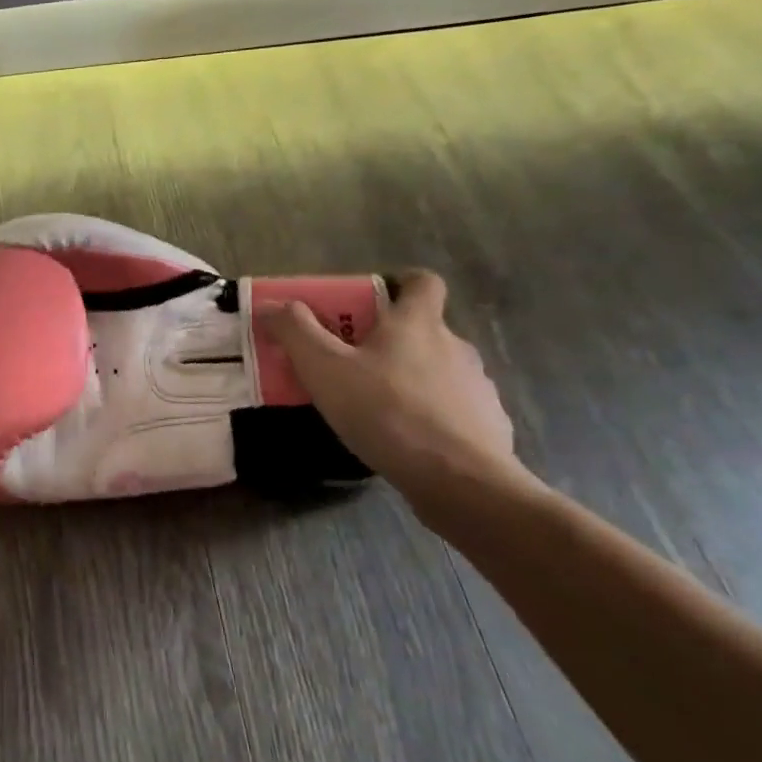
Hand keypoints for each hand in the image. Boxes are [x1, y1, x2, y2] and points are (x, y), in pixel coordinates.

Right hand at [266, 270, 529, 504]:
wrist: (460, 480)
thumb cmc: (386, 412)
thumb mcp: (324, 369)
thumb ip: (295, 332)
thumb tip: (272, 304)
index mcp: (417, 323)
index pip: (421, 281)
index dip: (398, 284)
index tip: (369, 303)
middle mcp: (454, 345)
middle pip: (422, 329)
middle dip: (388, 342)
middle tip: (351, 366)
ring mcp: (477, 385)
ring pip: (437, 370)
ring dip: (409, 380)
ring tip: (376, 410)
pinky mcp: (488, 423)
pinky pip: (454, 409)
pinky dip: (431, 416)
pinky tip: (406, 441)